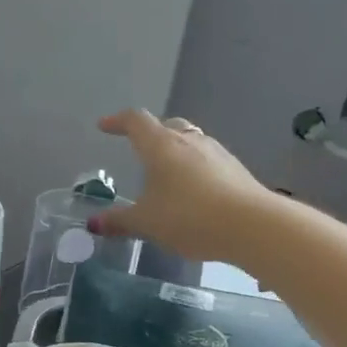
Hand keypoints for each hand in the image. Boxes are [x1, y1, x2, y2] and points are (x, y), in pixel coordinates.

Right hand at [92, 109, 274, 264]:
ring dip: (175, 152)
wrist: (251, 225)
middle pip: (167, 126)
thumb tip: (94, 223)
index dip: (118, 122)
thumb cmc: (189, 217)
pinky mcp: (236, 169)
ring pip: (190, 142)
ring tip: (166, 174)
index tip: (105, 127)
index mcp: (161, 145)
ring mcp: (216, 152)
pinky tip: (194, 192)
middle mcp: (189, 140)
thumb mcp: (147, 223)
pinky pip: (207, 161)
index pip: (135, 121)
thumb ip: (120, 221)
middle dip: (150, 134)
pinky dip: (195, 169)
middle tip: (139, 149)